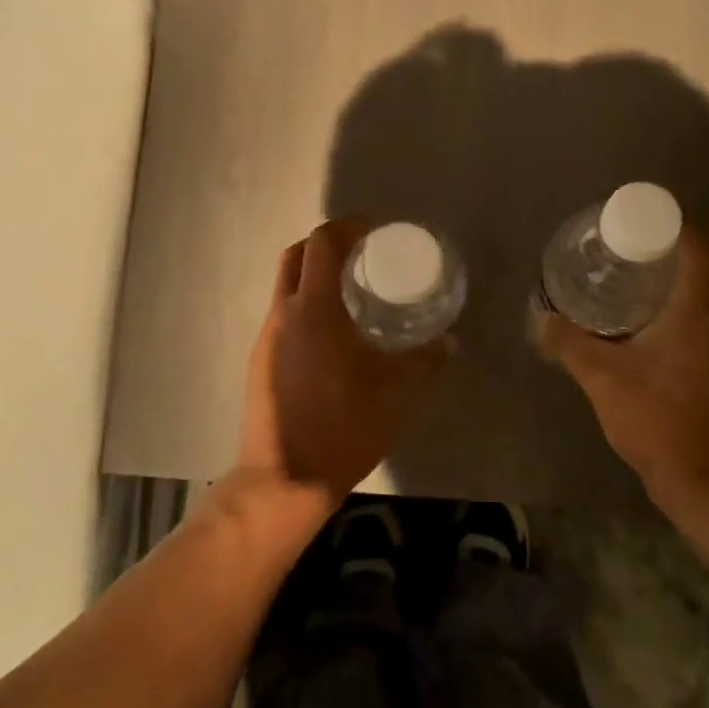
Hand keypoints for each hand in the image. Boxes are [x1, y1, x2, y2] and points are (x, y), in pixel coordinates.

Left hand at [239, 218, 449, 503]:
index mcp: (314, 311)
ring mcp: (266, 337)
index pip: (322, 243)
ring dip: (316, 274)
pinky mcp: (260, 360)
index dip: (348, 227)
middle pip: (297, 254)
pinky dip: (307, 303)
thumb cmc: (343, 429)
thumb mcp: (397, 394)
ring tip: (353, 292)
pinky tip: (333, 332)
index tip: (375, 231)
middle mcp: (284, 314)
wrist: (284, 481)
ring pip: (287, 284)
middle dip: (329, 244)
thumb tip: (448, 341)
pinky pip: (284, 312)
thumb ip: (426, 361)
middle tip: (364, 256)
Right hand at [537, 230, 708, 509]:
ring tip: (643, 289)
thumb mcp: (602, 378)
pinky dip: (695, 314)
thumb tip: (542, 319)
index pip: (697, 247)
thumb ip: (570, 344)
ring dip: (687, 286)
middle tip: (633, 257)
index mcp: (701, 308)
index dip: (672, 229)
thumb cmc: (658, 419)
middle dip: (675, 255)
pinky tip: (663, 333)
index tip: (638, 229)